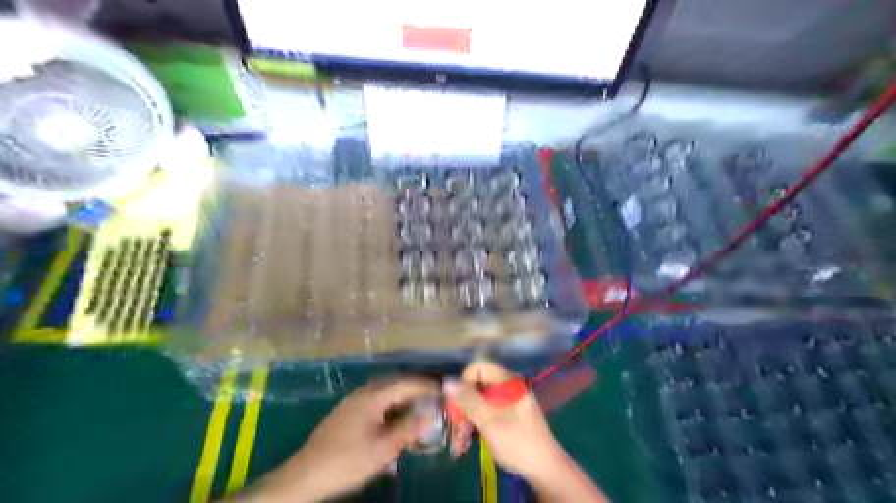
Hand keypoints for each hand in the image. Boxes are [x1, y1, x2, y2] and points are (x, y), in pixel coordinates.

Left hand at [247, 377, 438, 502]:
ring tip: (418, 413)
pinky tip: (394, 425)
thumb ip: (408, 429)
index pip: (406, 383)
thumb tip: (431, 414)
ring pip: (385, 395)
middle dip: (416, 392)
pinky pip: (375, 404)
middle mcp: (363, 393)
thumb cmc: (347, 461)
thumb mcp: (383, 448)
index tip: (444, 389)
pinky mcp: (346, 413)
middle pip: (395, 385)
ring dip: (402, 402)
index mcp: (373, 396)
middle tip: (434, 400)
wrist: (305, 476)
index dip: (427, 385)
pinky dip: (390, 410)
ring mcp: (352, 402)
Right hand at [441, 364, 609, 500]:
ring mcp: (509, 403)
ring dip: (466, 419)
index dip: (464, 383)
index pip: (479, 369)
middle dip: (463, 406)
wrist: (545, 471)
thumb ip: (468, 400)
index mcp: (508, 382)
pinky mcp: (508, 417)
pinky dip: (476, 425)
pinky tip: (466, 442)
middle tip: (454, 427)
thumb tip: (447, 382)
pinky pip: (487, 413)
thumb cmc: (518, 443)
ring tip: (459, 441)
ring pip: (479, 402)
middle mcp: (509, 388)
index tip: (456, 404)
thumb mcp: (489, 421)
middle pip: (477, 386)